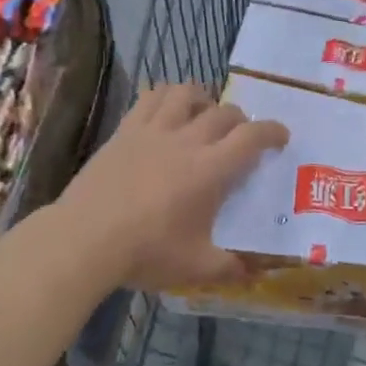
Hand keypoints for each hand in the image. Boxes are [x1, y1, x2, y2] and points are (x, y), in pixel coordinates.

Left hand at [57, 83, 288, 291]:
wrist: (84, 238)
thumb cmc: (145, 252)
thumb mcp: (195, 268)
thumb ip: (230, 267)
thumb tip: (257, 272)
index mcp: (210, 170)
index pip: (252, 137)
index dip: (272, 131)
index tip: (281, 136)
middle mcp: (187, 140)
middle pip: (223, 112)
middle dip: (240, 119)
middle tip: (241, 135)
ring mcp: (153, 130)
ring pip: (186, 93)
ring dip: (203, 98)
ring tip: (204, 112)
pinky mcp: (126, 130)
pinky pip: (151, 97)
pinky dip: (166, 96)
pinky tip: (167, 109)